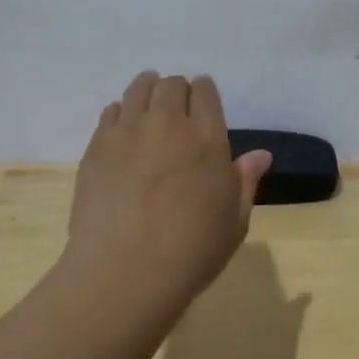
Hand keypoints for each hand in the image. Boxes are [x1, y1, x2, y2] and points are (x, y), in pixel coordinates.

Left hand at [66, 72, 272, 307]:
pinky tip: (124, 133)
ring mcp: (129, 132)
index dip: (204, 94)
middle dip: (176, 92)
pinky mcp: (97, 146)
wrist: (125, 274)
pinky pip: (112, 111)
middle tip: (176, 112)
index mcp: (207, 138)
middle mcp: (168, 123)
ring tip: (148, 107)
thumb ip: (245, 182)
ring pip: (139, 88)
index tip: (202, 106)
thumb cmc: (190, 253)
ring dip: (148, 91)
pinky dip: (122, 113)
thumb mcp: (233, 223)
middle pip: (171, 84)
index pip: (205, 91)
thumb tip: (260, 155)